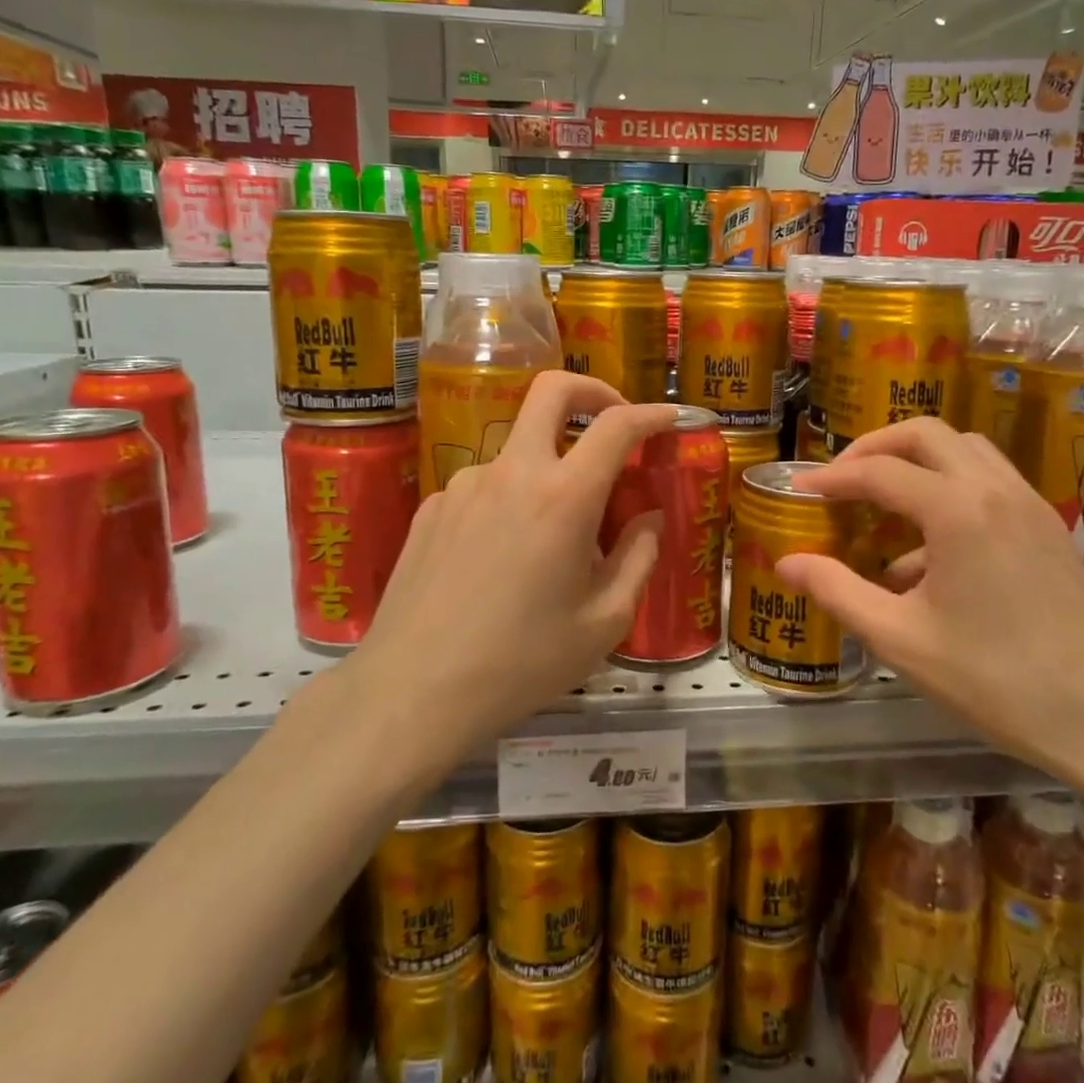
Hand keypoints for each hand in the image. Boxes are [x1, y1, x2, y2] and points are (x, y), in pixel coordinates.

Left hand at [348, 371, 679, 755]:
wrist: (413, 692)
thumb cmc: (522, 663)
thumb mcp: (604, 622)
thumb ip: (637, 559)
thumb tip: (648, 520)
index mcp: (564, 498)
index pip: (616, 426)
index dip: (652, 414)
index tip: (671, 418)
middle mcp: (512, 473)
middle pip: (551, 392)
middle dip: (591, 390)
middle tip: (613, 417)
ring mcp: (464, 486)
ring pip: (518, 451)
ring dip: (548, 469)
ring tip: (553, 538)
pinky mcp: (431, 508)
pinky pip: (485, 488)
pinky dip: (509, 502)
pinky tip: (503, 559)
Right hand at [774, 418, 1083, 795]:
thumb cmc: (997, 681)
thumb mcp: (900, 640)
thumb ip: (837, 591)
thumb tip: (785, 562)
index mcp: (957, 510)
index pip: (878, 472)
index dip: (831, 478)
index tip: (798, 491)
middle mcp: (996, 490)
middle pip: (926, 435)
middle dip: (875, 448)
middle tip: (840, 480)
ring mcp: (1031, 505)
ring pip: (965, 450)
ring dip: (917, 462)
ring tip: (882, 502)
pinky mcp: (1049, 529)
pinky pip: (990, 483)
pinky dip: (949, 489)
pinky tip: (928, 553)